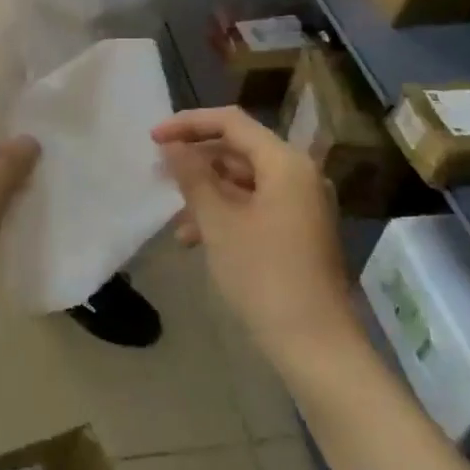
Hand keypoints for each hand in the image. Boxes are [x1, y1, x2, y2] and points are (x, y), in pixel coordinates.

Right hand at [153, 107, 355, 370]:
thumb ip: (192, 176)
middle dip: (196, 162)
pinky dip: (225, 213)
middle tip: (159, 174)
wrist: (316, 346)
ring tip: (176, 219)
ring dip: (207, 193)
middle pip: (239, 150)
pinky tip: (196, 240)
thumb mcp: (218, 222)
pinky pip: (255, 205)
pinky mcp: (299, 230)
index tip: (153, 139)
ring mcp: (301, 204)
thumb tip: (171, 146)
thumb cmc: (264, 276)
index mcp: (285, 162)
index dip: (189, 124)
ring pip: (244, 181)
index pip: (231, 122)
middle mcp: (298, 174)